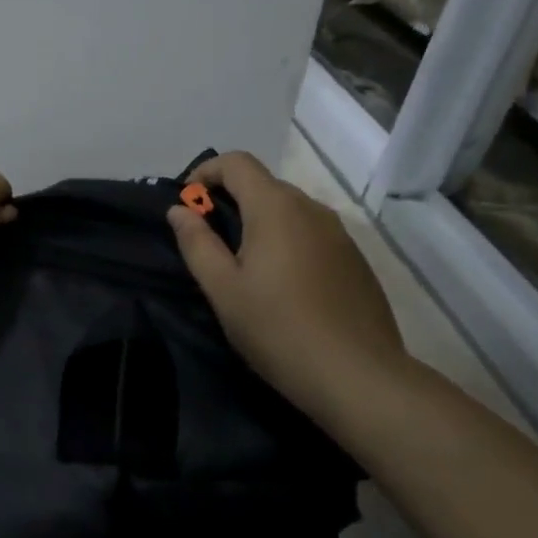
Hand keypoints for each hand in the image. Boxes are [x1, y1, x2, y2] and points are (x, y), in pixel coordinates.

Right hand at [167, 151, 409, 423]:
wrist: (358, 375)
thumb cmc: (277, 328)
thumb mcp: (222, 289)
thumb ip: (196, 243)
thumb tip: (179, 210)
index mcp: (275, 208)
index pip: (237, 162)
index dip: (205, 172)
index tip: (186, 202)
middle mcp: (311, 208)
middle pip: (263, 184)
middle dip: (228, 198)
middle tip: (206, 238)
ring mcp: (339, 233)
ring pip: (289, 209)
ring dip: (258, 220)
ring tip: (241, 263)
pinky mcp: (355, 259)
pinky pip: (310, 233)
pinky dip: (286, 240)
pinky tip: (280, 283)